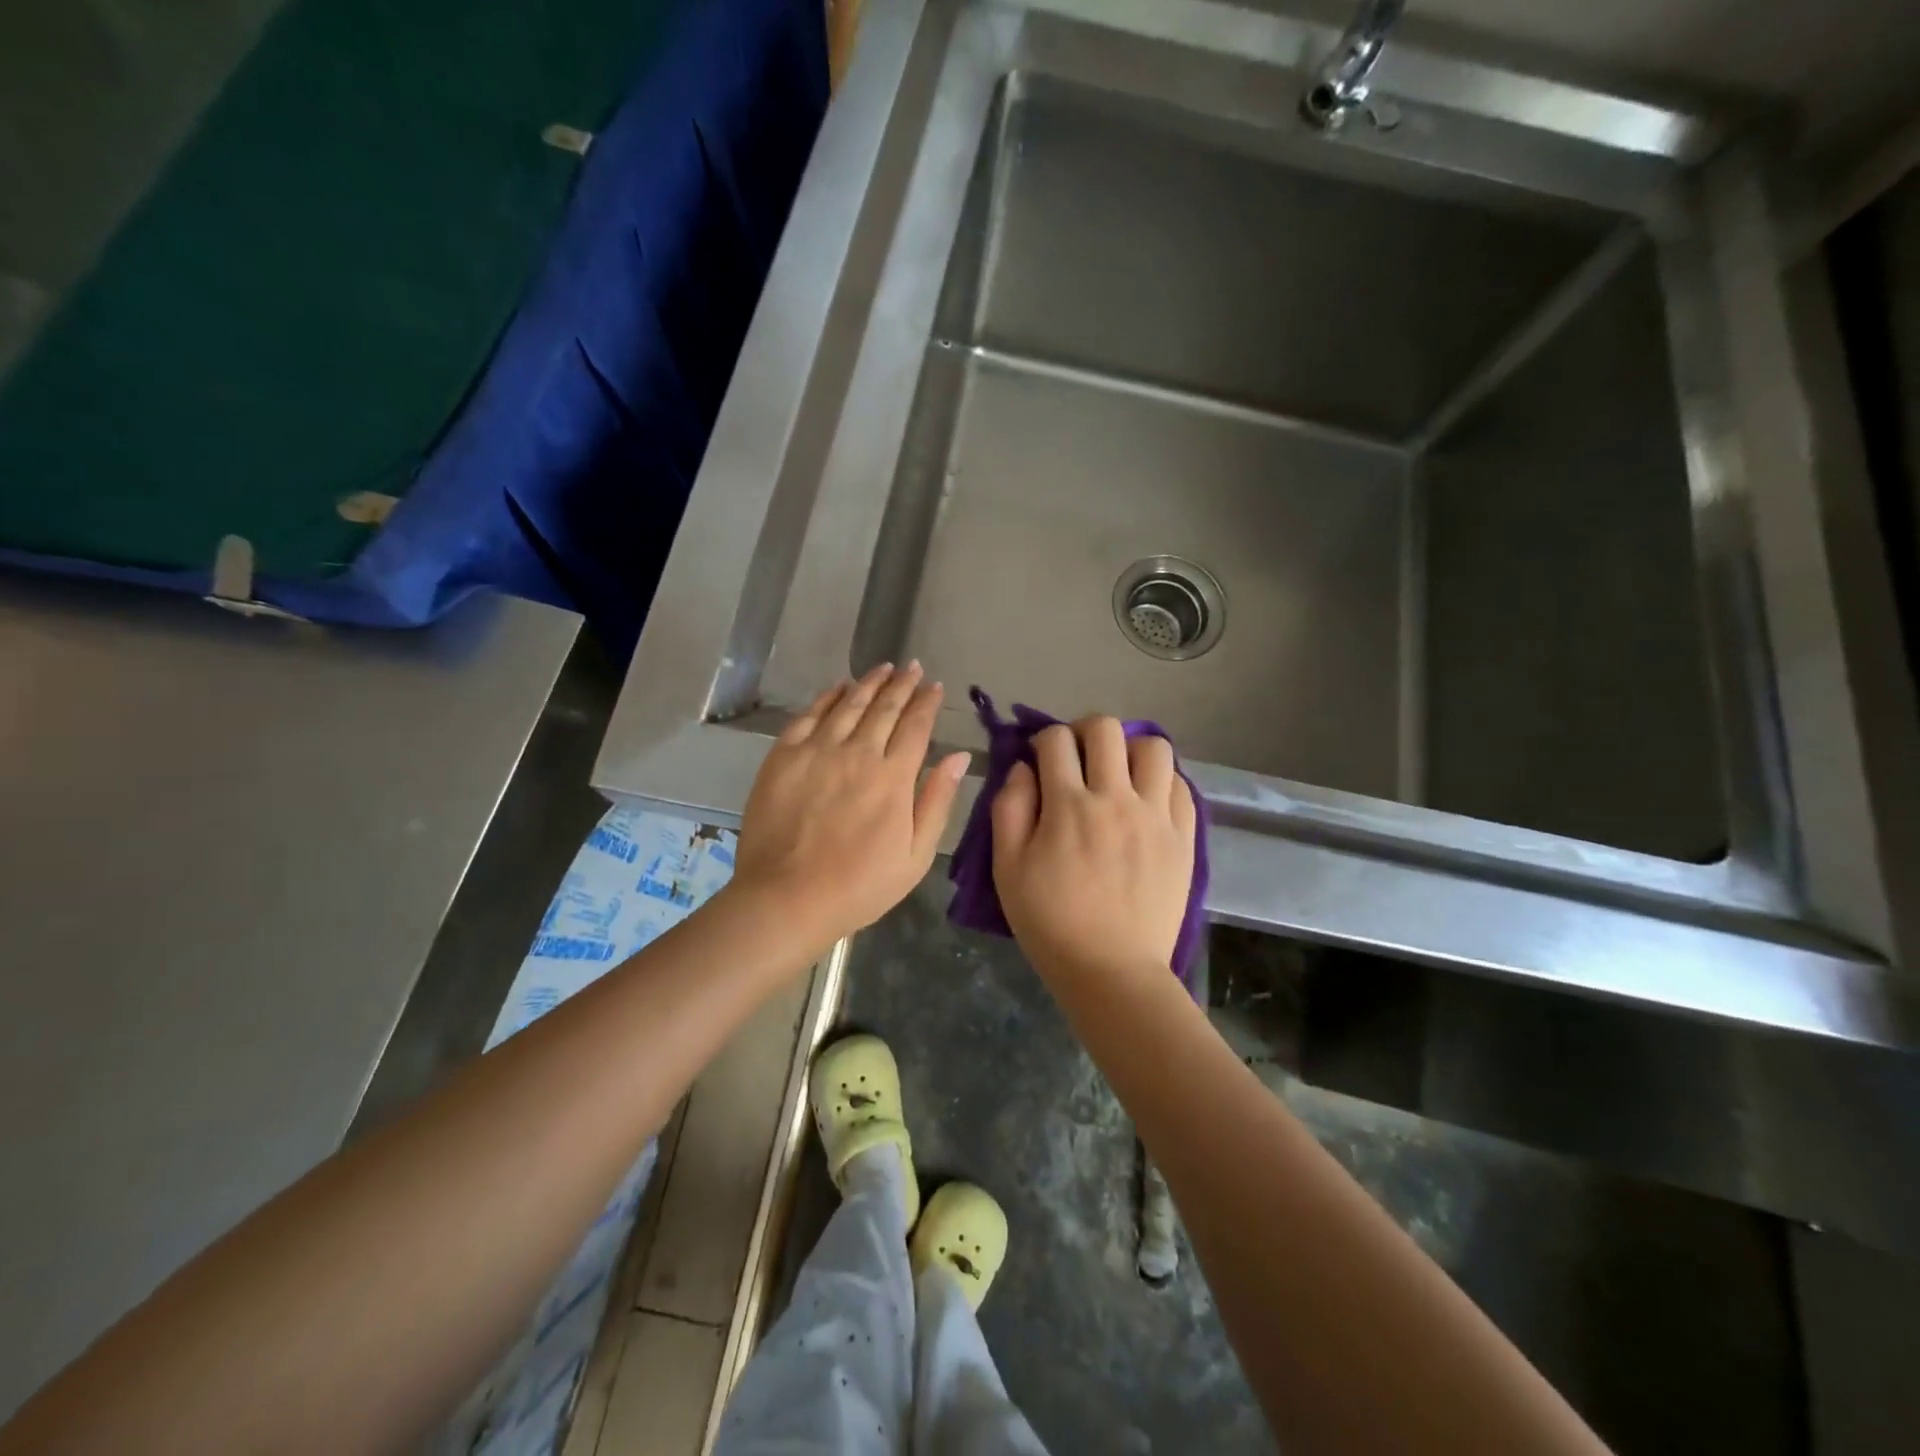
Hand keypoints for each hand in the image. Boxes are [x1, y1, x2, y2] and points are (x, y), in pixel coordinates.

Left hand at [730, 662, 969, 953]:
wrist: (787, 898)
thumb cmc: (860, 885)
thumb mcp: (916, 855)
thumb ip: (937, 801)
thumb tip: (958, 757)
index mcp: (894, 777)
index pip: (915, 726)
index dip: (927, 703)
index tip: (935, 686)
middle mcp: (858, 753)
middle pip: (884, 708)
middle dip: (902, 684)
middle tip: (913, 667)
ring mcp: (817, 751)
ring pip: (849, 704)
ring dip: (869, 683)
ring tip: (883, 668)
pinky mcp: (783, 756)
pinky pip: (809, 715)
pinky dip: (827, 697)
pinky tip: (838, 687)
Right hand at [990, 717, 1196, 983]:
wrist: (1111, 970)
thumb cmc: (1050, 922)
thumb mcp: (1007, 868)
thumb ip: (1009, 808)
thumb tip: (1022, 767)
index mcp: (1068, 806)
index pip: (1056, 741)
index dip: (1043, 740)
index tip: (1041, 759)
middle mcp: (1116, 799)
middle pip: (1106, 729)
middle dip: (1083, 731)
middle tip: (1077, 757)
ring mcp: (1156, 816)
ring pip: (1154, 747)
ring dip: (1129, 750)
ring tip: (1119, 774)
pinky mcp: (1183, 837)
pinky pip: (1181, 786)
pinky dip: (1161, 781)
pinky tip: (1146, 800)